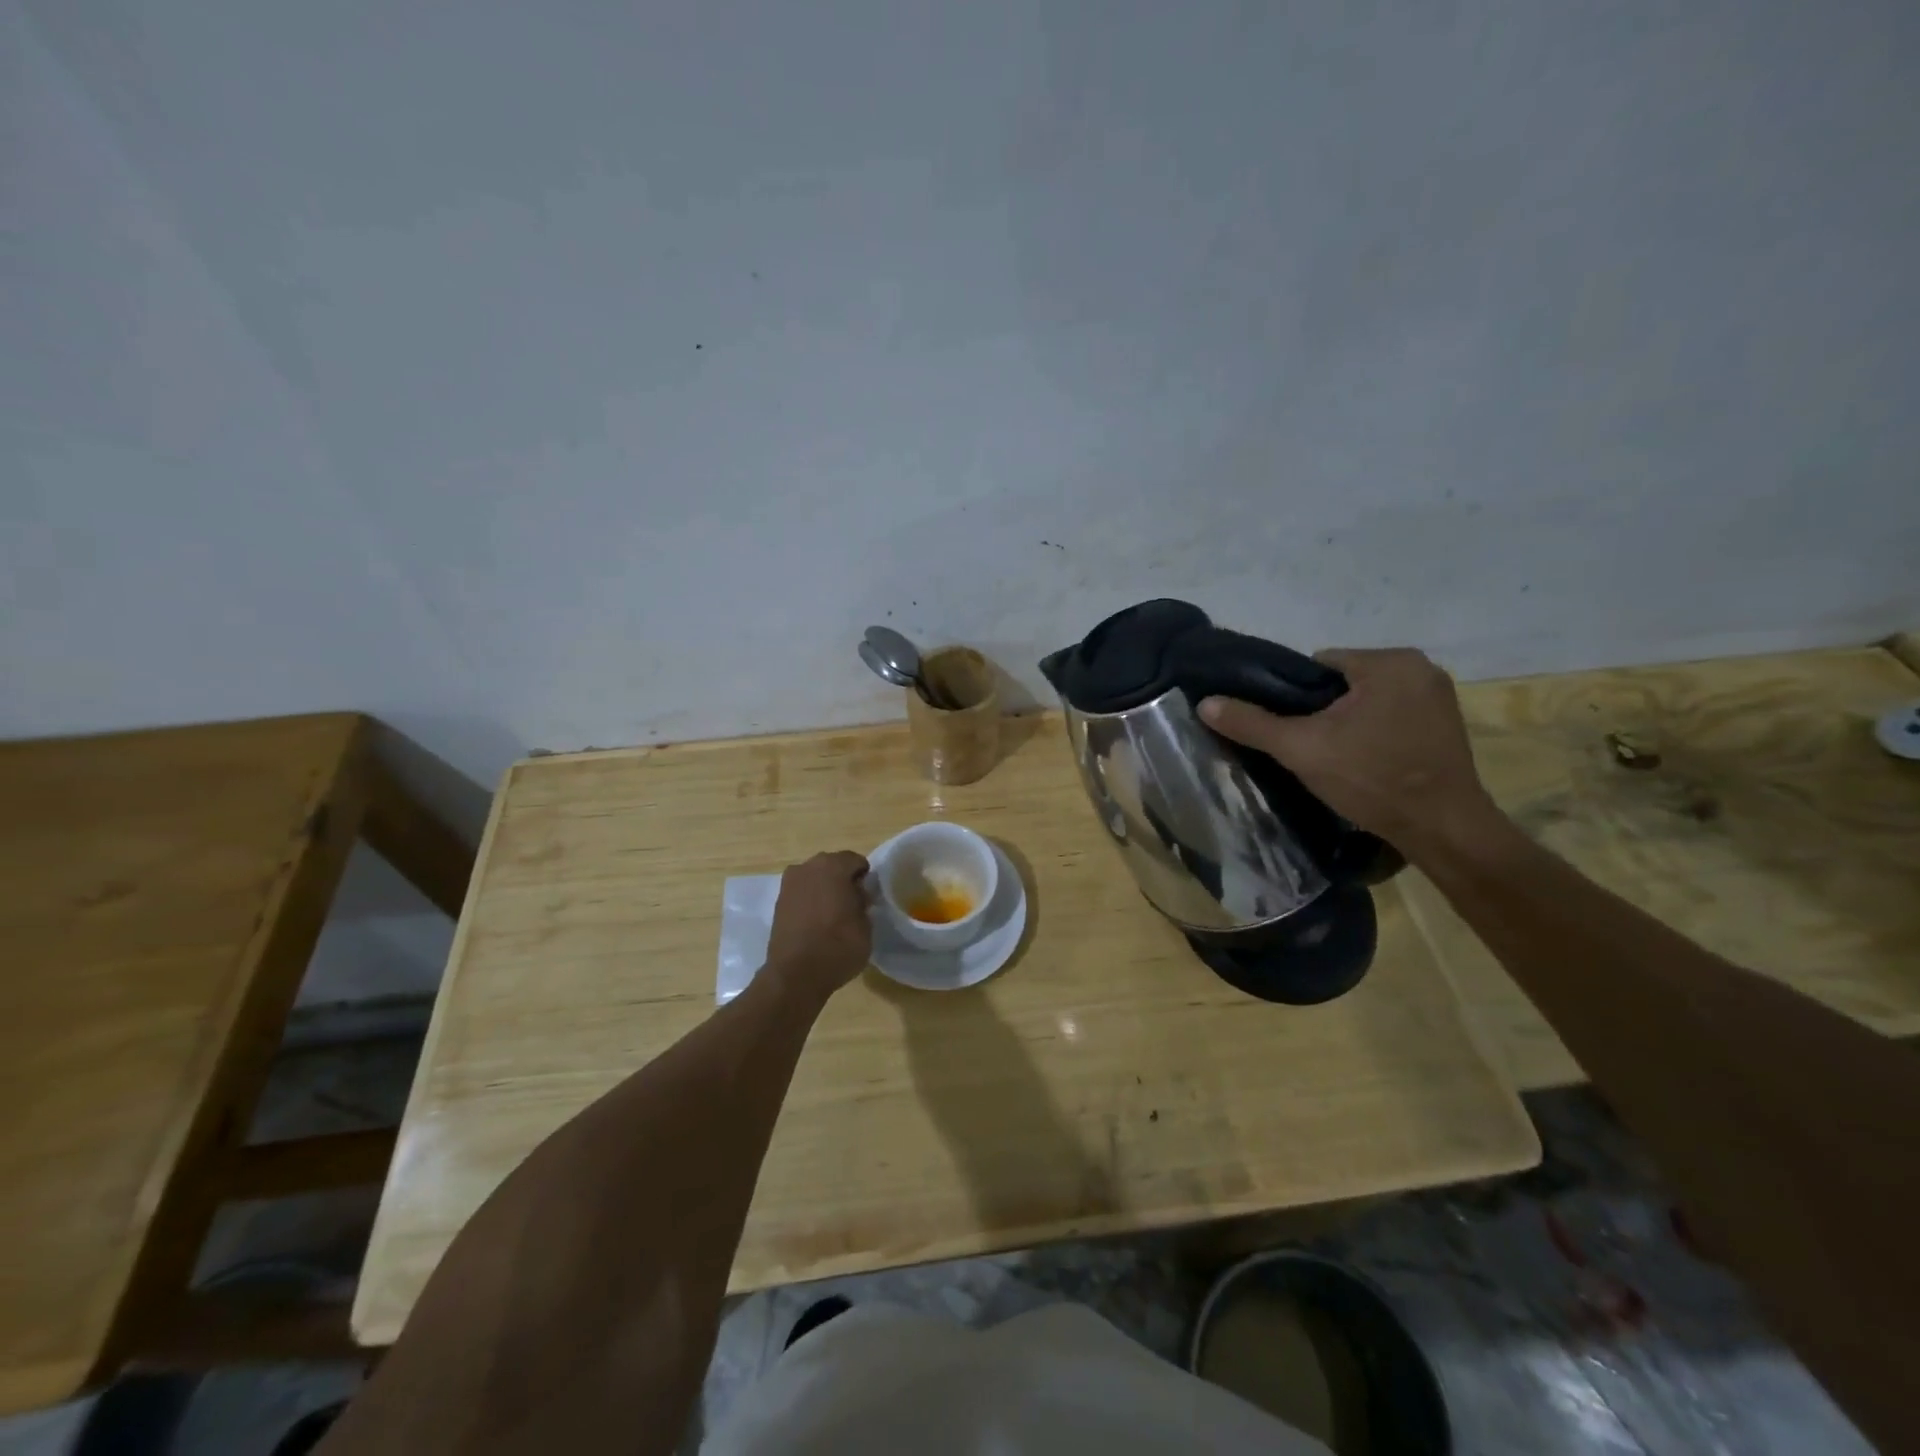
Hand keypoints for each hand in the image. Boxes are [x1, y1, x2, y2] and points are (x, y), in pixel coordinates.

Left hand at [766, 851, 872, 1000]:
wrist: (795, 975)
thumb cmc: (838, 946)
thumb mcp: (866, 924)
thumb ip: (862, 901)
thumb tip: (856, 894)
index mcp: (833, 865)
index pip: (856, 861)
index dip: (865, 878)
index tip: (868, 898)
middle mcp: (808, 867)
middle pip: (832, 866)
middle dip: (843, 881)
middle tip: (853, 905)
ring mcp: (789, 884)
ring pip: (814, 879)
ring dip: (824, 891)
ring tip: (833, 916)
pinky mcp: (778, 903)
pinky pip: (801, 894)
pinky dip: (810, 902)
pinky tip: (816, 923)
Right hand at [1198, 647, 1502, 857]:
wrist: (1442, 829)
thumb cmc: (1371, 779)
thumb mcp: (1301, 749)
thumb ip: (1252, 723)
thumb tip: (1204, 703)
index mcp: (1389, 662)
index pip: (1319, 664)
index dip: (1296, 696)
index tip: (1293, 729)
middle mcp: (1421, 667)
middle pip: (1345, 681)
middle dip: (1324, 709)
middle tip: (1312, 747)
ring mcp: (1440, 695)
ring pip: (1369, 699)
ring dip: (1350, 720)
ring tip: (1337, 756)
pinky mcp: (1449, 722)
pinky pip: (1394, 714)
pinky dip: (1376, 730)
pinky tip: (1368, 760)